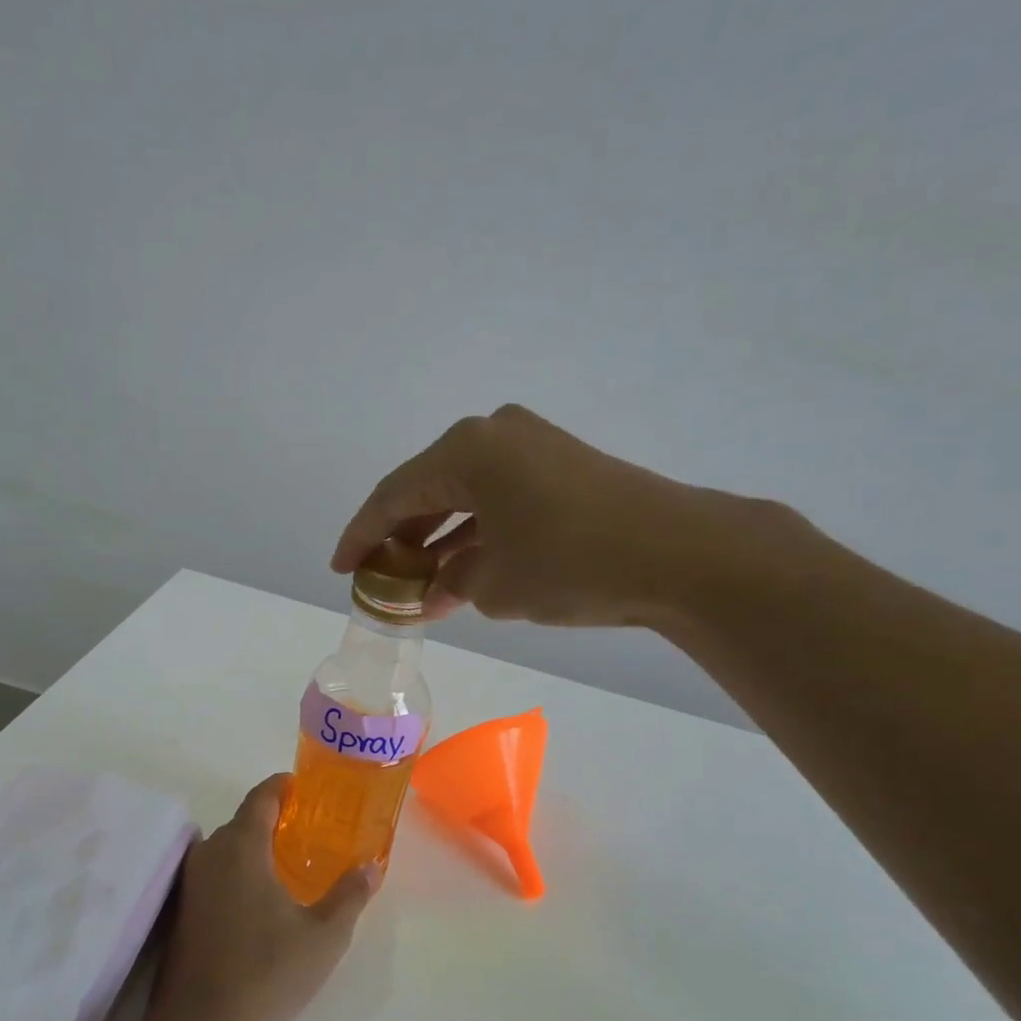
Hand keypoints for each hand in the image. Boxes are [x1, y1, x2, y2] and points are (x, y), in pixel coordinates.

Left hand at [150, 776, 373, 1020]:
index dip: (284, 787)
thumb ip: (350, 895)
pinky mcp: (180, 913)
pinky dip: (236, 874)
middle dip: (274, 821)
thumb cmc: (267, 971)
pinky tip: (257, 902)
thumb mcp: (324, 935)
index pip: (261, 796)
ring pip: (225, 850)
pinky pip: (213, 874)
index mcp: (241, 845)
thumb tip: (371, 867)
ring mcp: (189, 884)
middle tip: (308, 833)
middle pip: (242, 821)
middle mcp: (209, 853)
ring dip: (254, 850)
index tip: (306, 789)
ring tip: (286, 866)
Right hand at [332, 404, 796, 632]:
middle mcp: (494, 434)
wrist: (678, 553)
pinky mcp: (561, 465)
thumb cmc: (570, 564)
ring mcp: (532, 446)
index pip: (394, 495)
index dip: (362, 536)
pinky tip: (463, 568)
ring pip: (465, 495)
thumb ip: (451, 583)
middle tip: (380, 577)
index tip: (341, 568)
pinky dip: (477, 532)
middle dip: (403, 538)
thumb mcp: (494, 585)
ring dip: (441, 539)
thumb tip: (437, 587)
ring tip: (418, 584)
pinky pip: (499, 497)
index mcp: (466, 450)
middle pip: (428, 488)